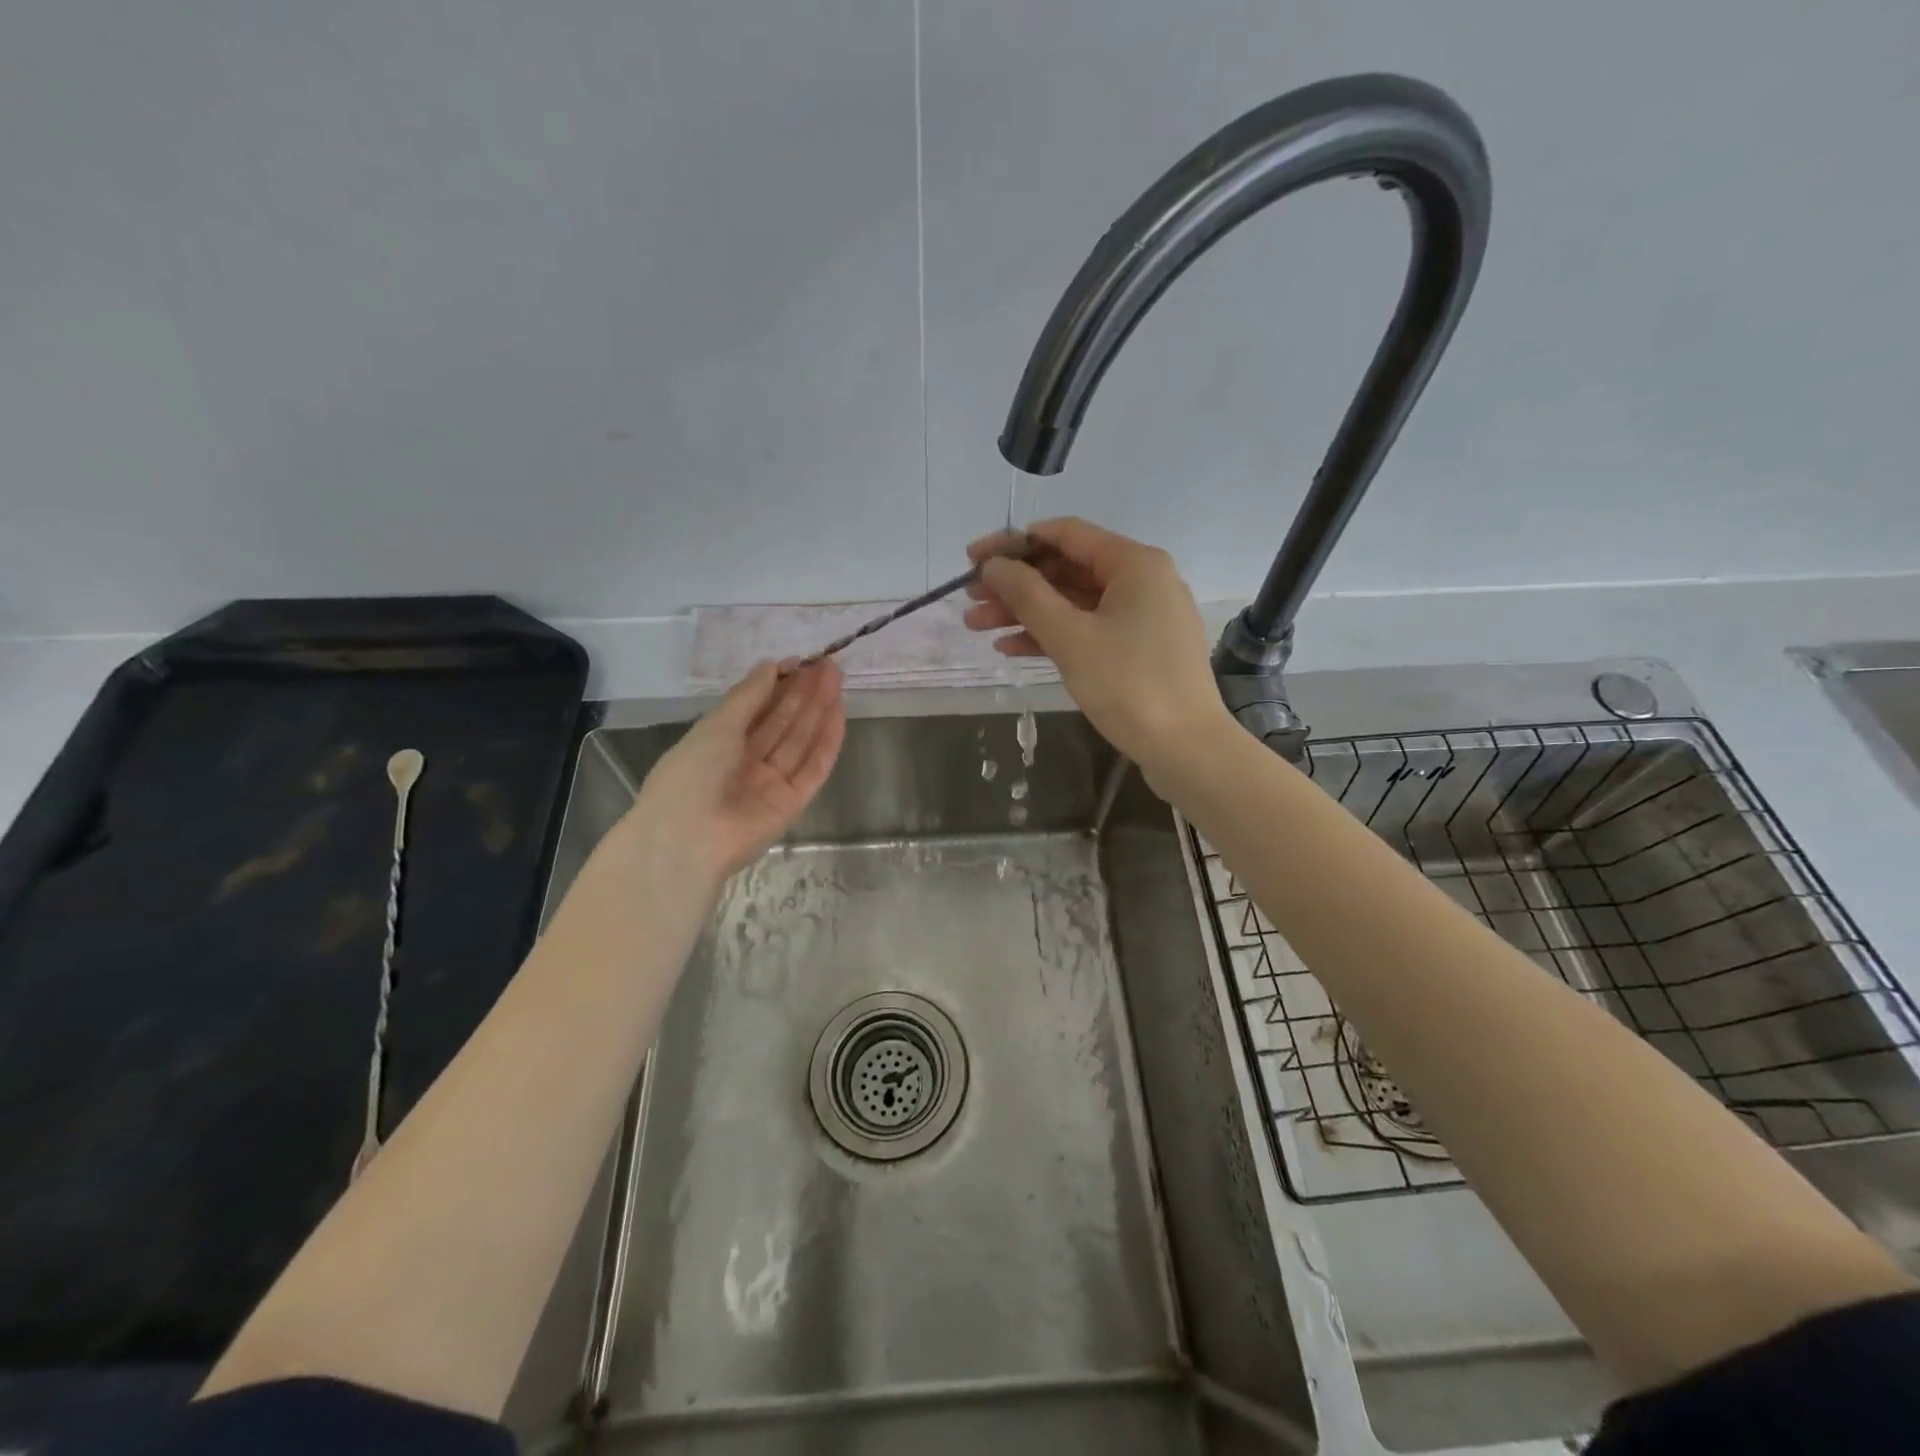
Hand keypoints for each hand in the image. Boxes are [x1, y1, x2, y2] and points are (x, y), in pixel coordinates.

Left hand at [621, 659, 844, 888]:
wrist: (688, 839)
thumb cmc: (691, 774)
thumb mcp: (716, 726)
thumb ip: (748, 696)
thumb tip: (771, 666)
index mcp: (719, 744)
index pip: (755, 710)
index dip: (776, 685)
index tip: (798, 662)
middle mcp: (746, 762)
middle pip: (782, 723)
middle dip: (803, 693)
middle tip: (827, 665)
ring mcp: (772, 784)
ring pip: (800, 741)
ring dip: (818, 710)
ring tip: (837, 678)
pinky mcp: (793, 803)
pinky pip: (813, 768)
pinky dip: (827, 741)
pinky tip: (839, 712)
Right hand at [963, 517, 1230, 776]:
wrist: (1186, 749)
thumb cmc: (1128, 685)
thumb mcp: (1070, 637)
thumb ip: (1027, 595)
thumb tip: (993, 565)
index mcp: (1134, 563)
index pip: (1065, 534)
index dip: (1014, 543)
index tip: (973, 559)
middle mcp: (1143, 580)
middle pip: (1067, 569)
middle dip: (1016, 584)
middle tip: (970, 600)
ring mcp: (1144, 616)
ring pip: (1074, 602)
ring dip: (1026, 612)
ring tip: (978, 627)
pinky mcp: (1140, 648)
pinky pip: (1090, 628)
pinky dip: (1053, 635)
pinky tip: (1012, 648)